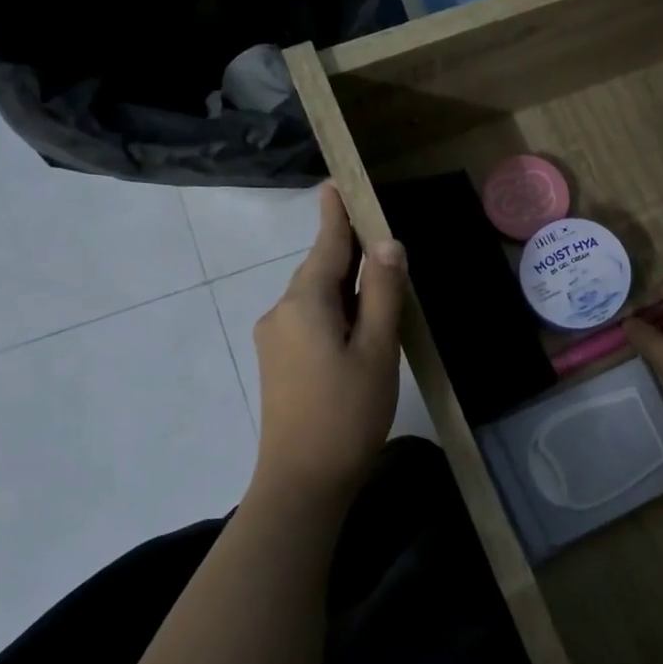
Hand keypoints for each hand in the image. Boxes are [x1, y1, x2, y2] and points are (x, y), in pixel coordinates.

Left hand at [250, 183, 405, 503]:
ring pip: (315, 297)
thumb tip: (387, 244)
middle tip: (381, 238)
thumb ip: (382, 293)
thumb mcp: (377, 349)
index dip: (336, 214)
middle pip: (319, 270)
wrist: (302, 481)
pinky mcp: (279, 363)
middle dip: (347, 252)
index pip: (325, 245)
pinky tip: (359, 327)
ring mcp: (275, 339)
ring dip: (346, 287)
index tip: (336, 182)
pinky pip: (309, 320)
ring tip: (381, 286)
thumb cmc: (347, 413)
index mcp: (305, 303)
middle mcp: (281, 312)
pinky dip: (336, 312)